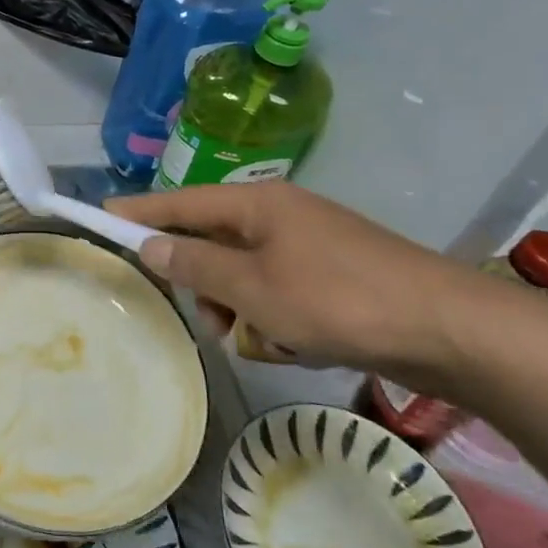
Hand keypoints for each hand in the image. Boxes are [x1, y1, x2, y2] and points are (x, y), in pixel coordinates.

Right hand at [107, 182, 497, 393]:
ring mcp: (308, 245)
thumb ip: (196, 265)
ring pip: (244, 275)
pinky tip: (296, 346)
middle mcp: (279, 215)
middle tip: (216, 321)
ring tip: (266, 343)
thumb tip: (152, 246)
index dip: (138, 212)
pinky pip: (277, 293)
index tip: (100, 215)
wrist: (447, 329)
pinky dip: (276, 321)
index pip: (179, 202)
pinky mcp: (331, 275)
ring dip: (242, 311)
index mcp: (257, 203)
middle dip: (205, 285)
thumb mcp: (253, 287)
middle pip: (211, 242)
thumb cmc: (337, 300)